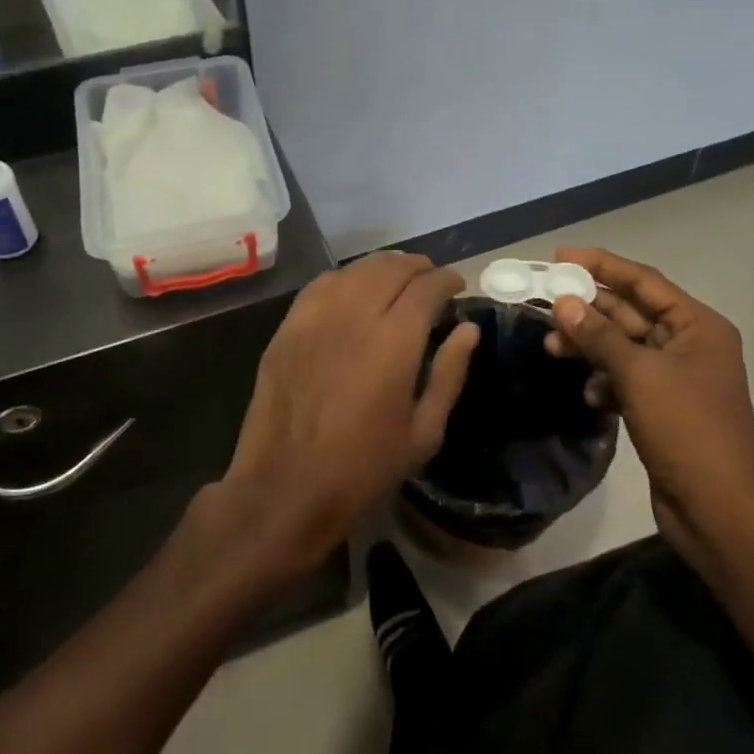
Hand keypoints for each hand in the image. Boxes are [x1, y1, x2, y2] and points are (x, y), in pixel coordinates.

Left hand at [224, 254, 478, 574]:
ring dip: (383, 268)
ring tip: (397, 281)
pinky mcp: (287, 327)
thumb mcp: (424, 432)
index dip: (447, 280)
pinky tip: (354, 292)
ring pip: (355, 270)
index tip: (457, 286)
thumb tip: (468, 329)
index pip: (427, 286)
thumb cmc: (364, 467)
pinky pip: (321, 285)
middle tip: (431, 281)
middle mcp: (354, 315)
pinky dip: (346, 279)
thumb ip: (449, 373)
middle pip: (391, 267)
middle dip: (418, 267)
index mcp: (394, 340)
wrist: (285, 487)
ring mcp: (315, 317)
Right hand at [544, 247, 753, 572]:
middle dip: (588, 309)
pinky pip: (625, 379)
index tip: (560, 257)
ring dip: (589, 345)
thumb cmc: (686, 429)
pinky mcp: (661, 408)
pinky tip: (587, 392)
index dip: (601, 265)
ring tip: (551, 347)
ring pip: (623, 348)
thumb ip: (599, 336)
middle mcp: (688, 345)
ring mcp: (675, 378)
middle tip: (544, 303)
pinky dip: (603, 380)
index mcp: (697, 326)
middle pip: (630, 313)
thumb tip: (564, 303)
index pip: (643, 281)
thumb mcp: (640, 375)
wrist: (718, 509)